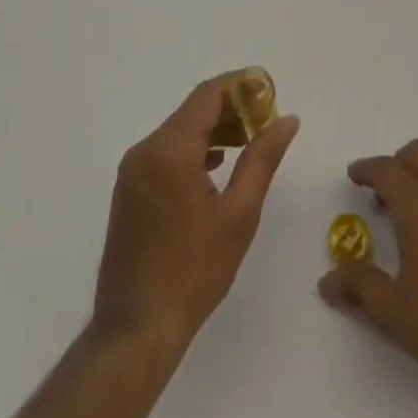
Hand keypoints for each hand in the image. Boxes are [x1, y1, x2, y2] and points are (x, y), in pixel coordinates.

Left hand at [92, 70, 300, 359]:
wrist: (135, 331)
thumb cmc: (193, 271)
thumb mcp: (239, 213)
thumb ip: (262, 158)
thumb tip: (287, 119)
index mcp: (170, 148)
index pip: (208, 95)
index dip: (241, 86)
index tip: (270, 91)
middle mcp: (146, 149)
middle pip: (193, 110)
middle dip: (231, 108)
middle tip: (266, 121)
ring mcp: (133, 171)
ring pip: (179, 131)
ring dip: (214, 129)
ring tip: (249, 142)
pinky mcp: (129, 191)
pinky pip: (166, 152)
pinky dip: (194, 149)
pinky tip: (217, 166)